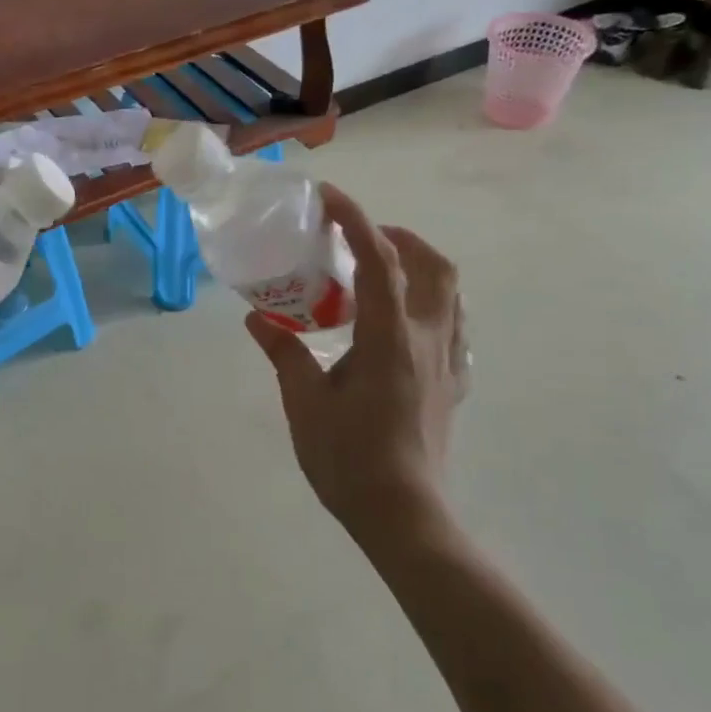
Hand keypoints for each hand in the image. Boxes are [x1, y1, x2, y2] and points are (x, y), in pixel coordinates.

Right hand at [245, 184, 468, 557]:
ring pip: (451, 292)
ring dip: (419, 266)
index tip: (329, 197)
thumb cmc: (349, 458)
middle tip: (357, 239)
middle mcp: (428, 338)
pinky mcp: (452, 383)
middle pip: (432, 265)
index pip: (379, 260)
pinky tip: (400, 320)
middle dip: (398, 237)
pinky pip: (453, 324)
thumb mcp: (304, 402)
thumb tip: (257, 319)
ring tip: (379, 271)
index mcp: (389, 337)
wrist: (403, 515)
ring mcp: (447, 361)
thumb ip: (284, 352)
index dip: (355, 220)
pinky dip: (429, 302)